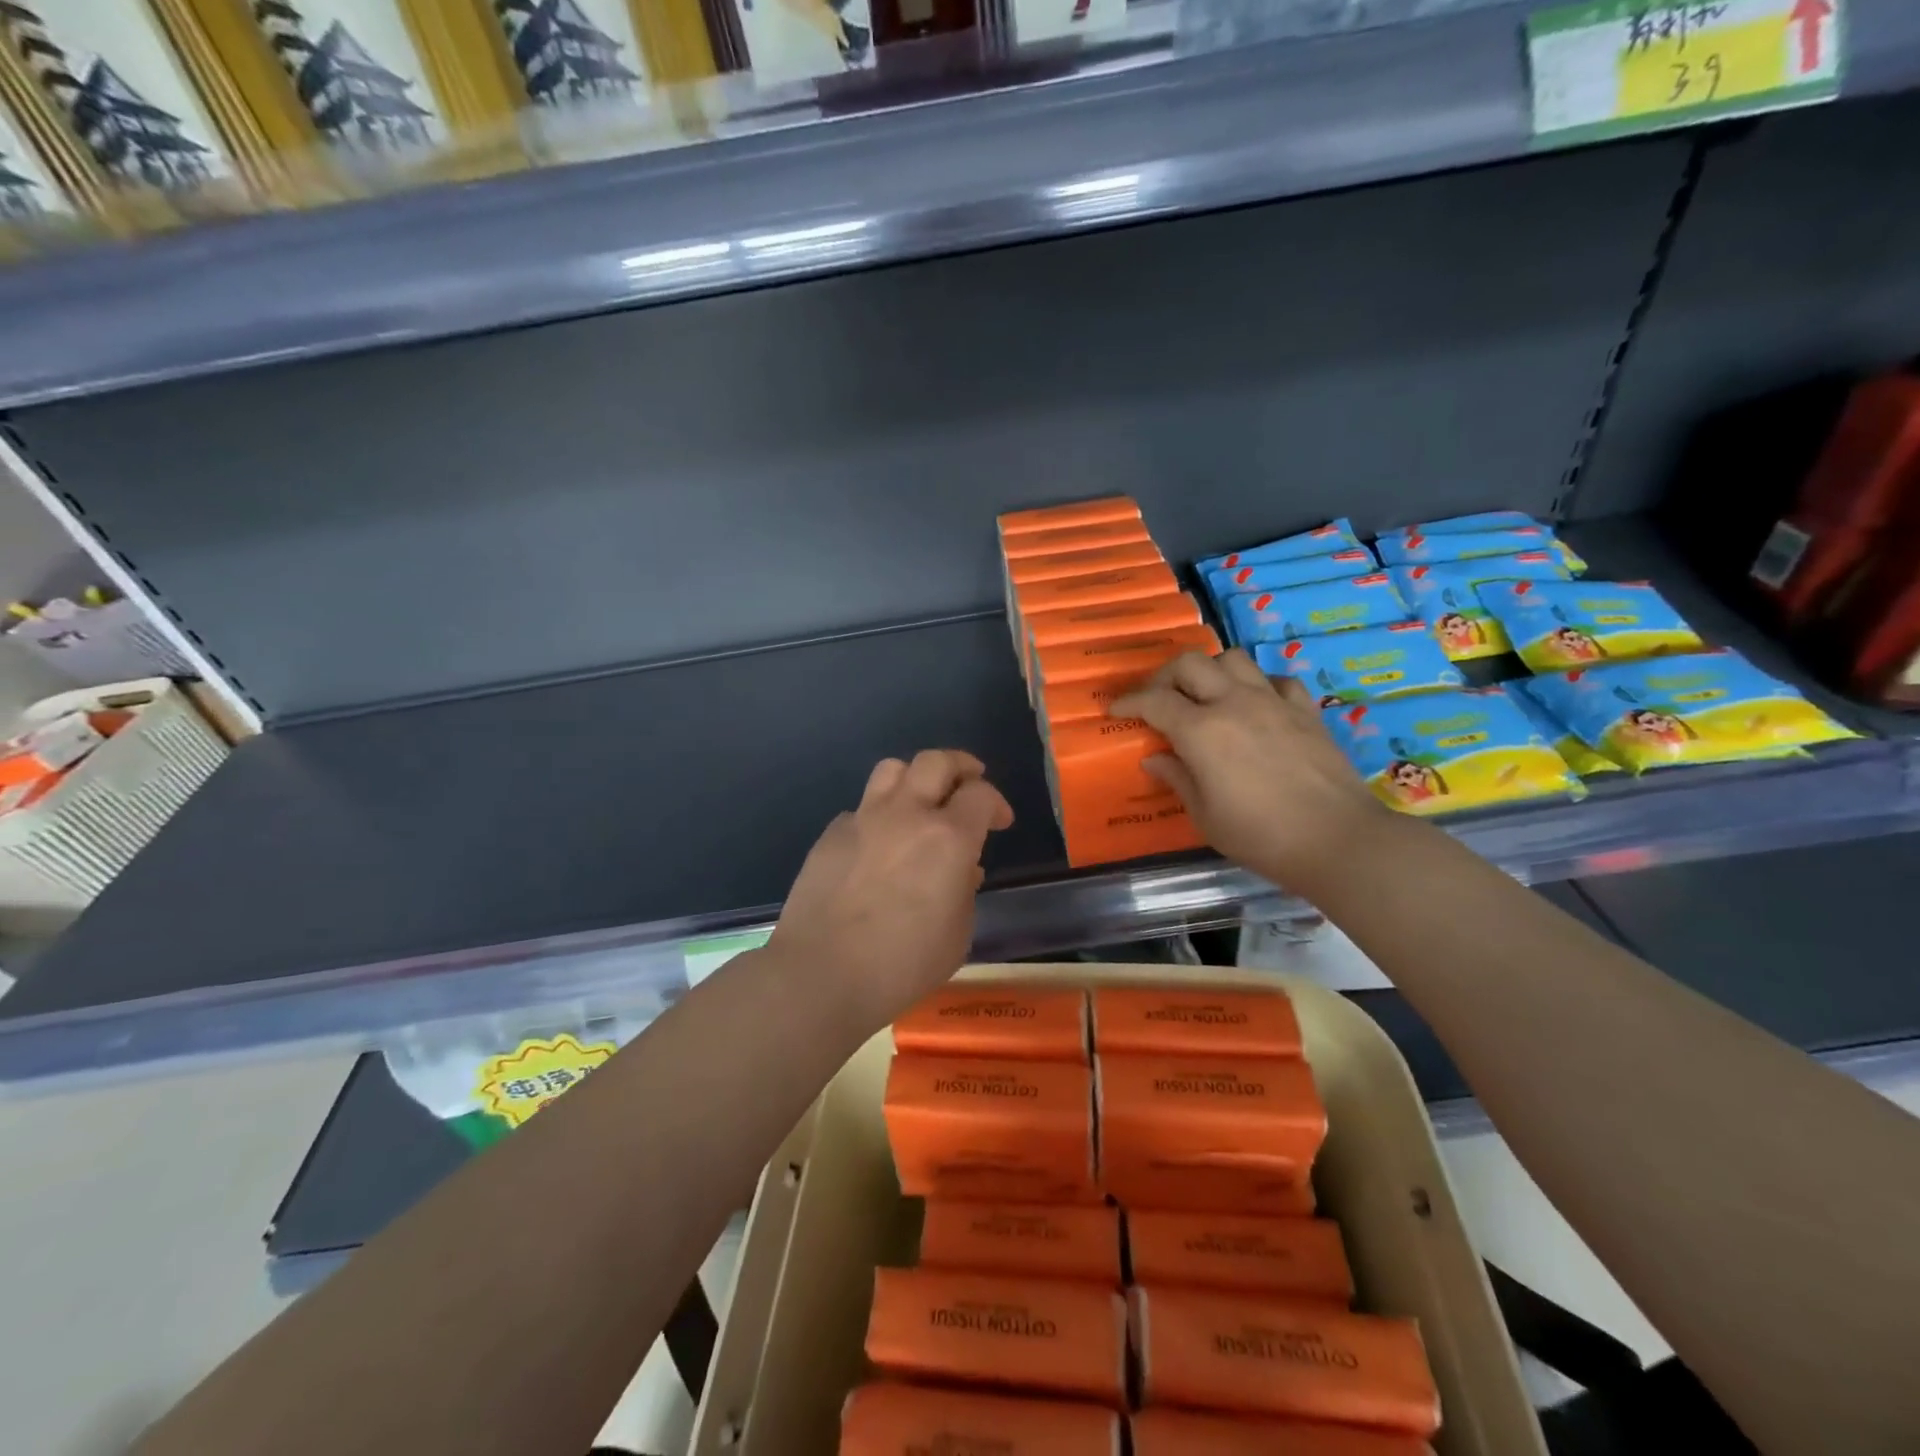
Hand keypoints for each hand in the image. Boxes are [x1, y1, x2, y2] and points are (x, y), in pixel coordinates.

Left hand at [769, 750, 1014, 1028]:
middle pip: (937, 761)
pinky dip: (878, 815)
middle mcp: (907, 815)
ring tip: (921, 800)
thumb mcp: (956, 936)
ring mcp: (864, 819)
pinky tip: (877, 845)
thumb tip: (962, 870)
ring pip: (893, 769)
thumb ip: (965, 893)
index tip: (1000, 823)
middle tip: (969, 783)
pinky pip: (861, 808)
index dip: (996, 804)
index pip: (981, 794)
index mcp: (948, 838)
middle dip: (960, 766)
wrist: (821, 973)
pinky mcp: (831, 834)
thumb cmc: (901, 964)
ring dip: (915, 777)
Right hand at [1110, 650, 1389, 893]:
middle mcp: (1234, 703)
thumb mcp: (1205, 816)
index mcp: (1201, 730)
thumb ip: (1177, 779)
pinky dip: (1257, 684)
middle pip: (1190, 663)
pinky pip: (1276, 680)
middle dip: (1164, 676)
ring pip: (1233, 659)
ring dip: (1210, 671)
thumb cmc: (1260, 836)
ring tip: (1205, 695)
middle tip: (1157, 699)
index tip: (1115, 709)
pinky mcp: (1305, 710)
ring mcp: (1273, 702)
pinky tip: (1254, 704)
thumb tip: (1155, 758)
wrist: (1337, 839)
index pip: (1154, 701)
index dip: (1129, 701)